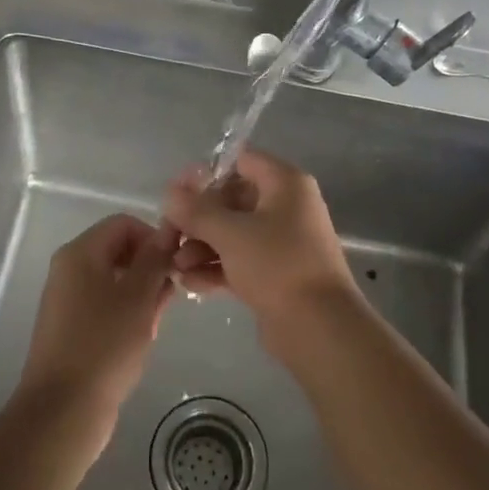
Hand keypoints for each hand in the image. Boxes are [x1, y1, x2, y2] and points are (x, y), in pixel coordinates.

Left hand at [18, 214, 174, 437]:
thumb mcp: (138, 297)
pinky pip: (105, 306)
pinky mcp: (72, 329)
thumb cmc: (104, 345)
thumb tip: (166, 234)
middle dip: (150, 267)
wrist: (63, 410)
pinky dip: (127, 313)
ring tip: (159, 319)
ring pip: (115, 281)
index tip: (176, 263)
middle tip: (173, 294)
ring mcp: (68, 301)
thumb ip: (154, 260)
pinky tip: (143, 335)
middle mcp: (69, 270)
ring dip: (142, 293)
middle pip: (118, 250)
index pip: (123, 224)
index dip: (154, 237)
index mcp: (80, 254)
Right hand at [162, 150, 358, 324]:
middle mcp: (286, 207)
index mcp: (285, 183)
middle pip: (232, 200)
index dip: (208, 174)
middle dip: (198, 219)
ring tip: (176, 267)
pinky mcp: (276, 274)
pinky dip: (216, 268)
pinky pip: (240, 261)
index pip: (242, 161)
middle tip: (169, 236)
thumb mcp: (230, 233)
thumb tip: (170, 193)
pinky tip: (189, 283)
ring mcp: (282, 242)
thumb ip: (196, 210)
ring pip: (233, 234)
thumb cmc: (277, 265)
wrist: (319, 327)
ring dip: (202, 246)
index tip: (178, 193)